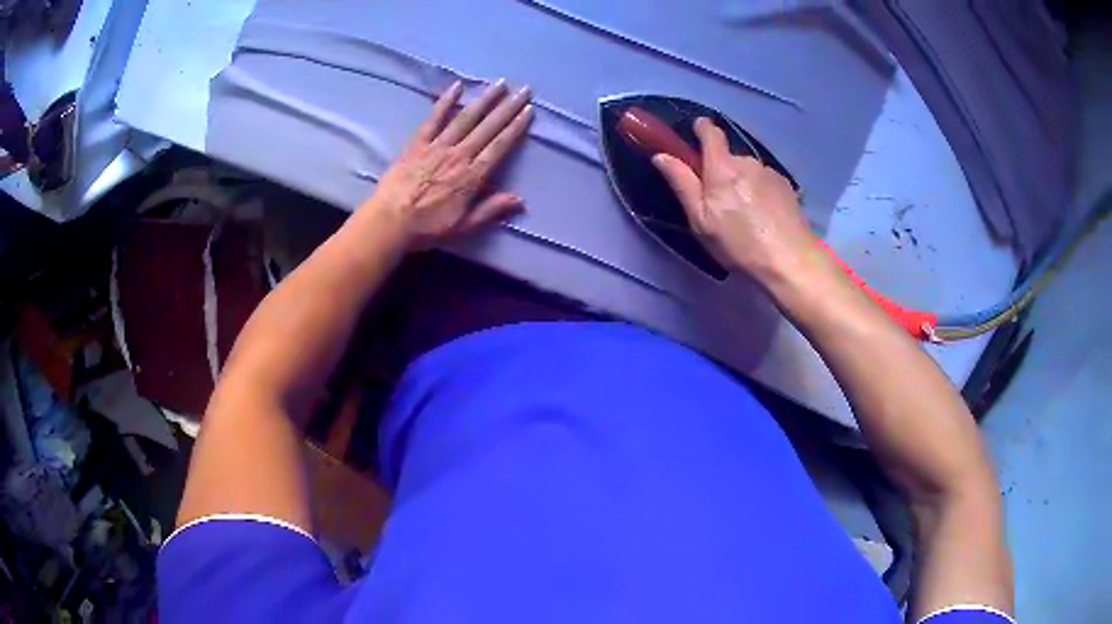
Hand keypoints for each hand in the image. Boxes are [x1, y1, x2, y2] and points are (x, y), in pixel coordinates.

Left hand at [367, 80, 533, 248]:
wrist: (390, 221)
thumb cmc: (427, 227)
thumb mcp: (463, 226)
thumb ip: (491, 210)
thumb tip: (521, 200)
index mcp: (472, 176)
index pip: (499, 146)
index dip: (515, 127)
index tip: (528, 111)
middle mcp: (459, 155)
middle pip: (488, 127)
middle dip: (508, 107)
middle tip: (524, 89)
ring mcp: (437, 146)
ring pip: (465, 118)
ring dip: (484, 99)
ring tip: (500, 83)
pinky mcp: (418, 143)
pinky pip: (434, 118)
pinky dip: (445, 101)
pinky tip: (457, 86)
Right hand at [651, 118, 826, 287]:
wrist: (790, 261)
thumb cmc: (739, 244)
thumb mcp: (701, 220)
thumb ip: (682, 184)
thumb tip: (661, 155)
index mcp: (722, 167)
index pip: (710, 131)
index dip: (701, 128)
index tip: (694, 134)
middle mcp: (747, 161)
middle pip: (728, 156)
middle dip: (720, 171)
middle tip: (718, 202)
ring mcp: (770, 173)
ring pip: (748, 170)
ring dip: (742, 183)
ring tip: (745, 216)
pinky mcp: (786, 186)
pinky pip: (765, 181)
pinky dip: (760, 192)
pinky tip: (764, 218)